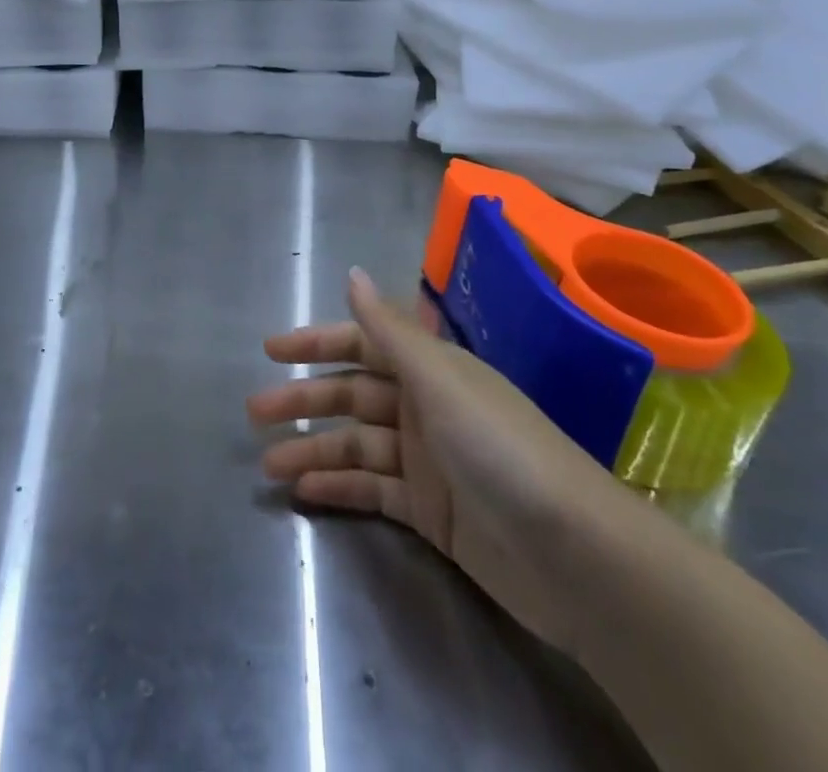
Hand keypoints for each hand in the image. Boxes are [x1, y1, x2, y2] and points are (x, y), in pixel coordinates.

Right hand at [246, 267, 632, 654]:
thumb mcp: (441, 380)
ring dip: (314, 451)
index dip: (317, 342)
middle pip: (352, 396)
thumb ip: (390, 330)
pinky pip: (374, 490)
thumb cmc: (500, 448)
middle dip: (304, 401)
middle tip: (254, 411)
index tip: (271, 349)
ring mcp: (427, 459)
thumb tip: (352, 273)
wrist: (573, 553)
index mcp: (430, 369)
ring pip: (357, 446)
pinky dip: (340, 489)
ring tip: (268, 466)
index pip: (361, 345)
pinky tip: (305, 493)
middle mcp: (425, 406)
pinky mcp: (431, 510)